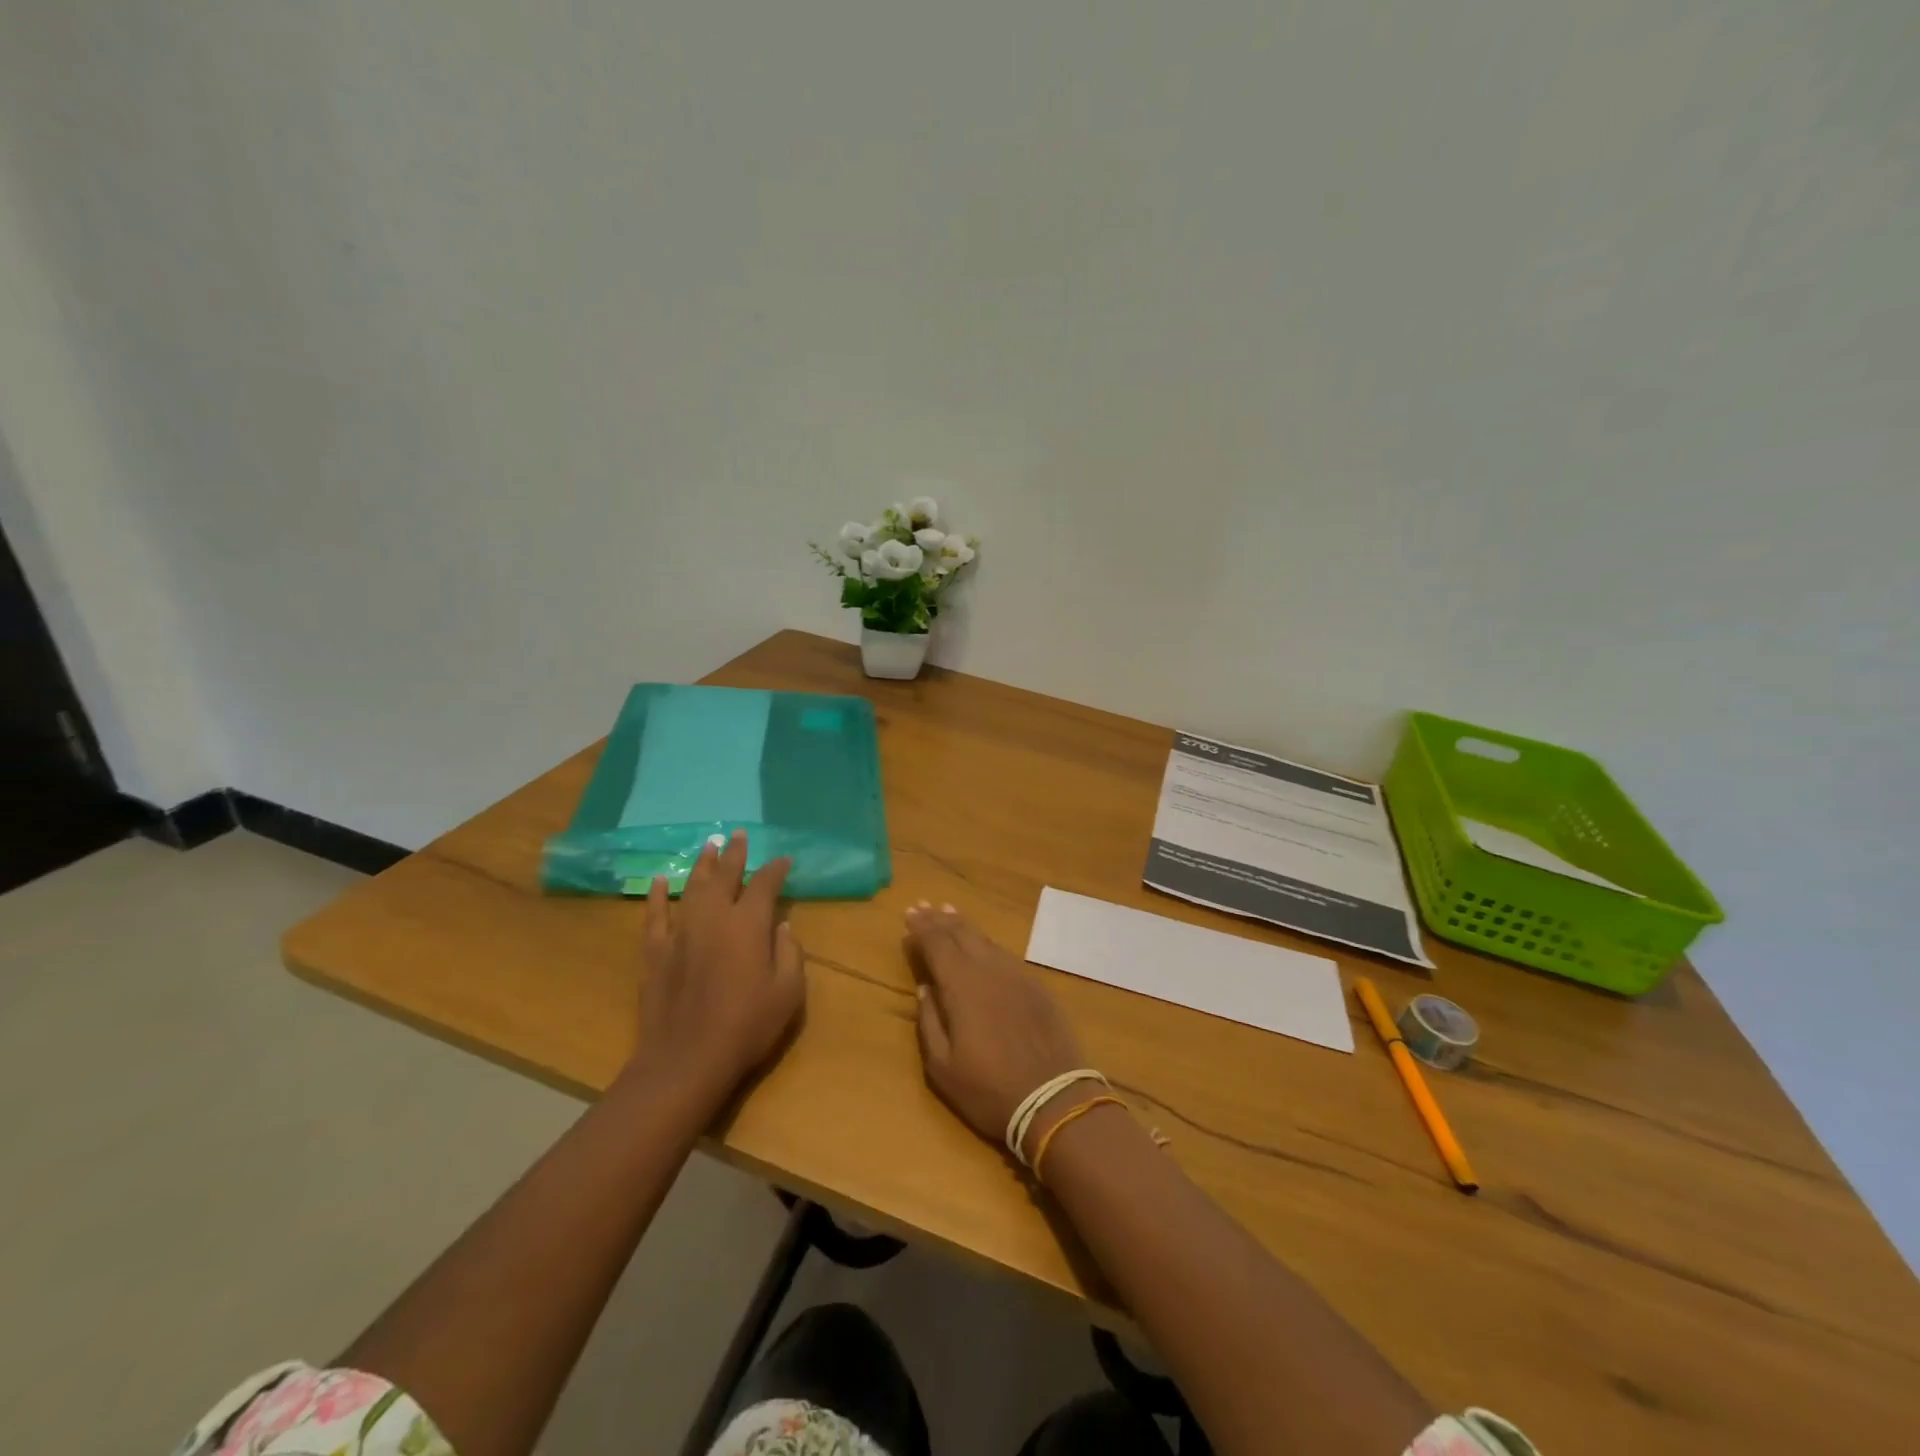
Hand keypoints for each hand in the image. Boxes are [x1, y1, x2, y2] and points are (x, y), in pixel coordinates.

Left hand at [629, 830, 804, 1105]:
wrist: (685, 1061)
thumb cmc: (746, 1027)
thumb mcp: (788, 993)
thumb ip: (790, 953)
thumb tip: (781, 926)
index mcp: (748, 925)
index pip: (764, 884)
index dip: (776, 869)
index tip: (784, 860)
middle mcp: (713, 918)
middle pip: (725, 876)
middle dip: (735, 854)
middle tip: (739, 834)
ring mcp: (680, 932)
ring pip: (692, 887)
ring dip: (702, 865)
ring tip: (709, 846)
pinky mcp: (654, 952)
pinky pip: (655, 915)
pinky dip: (658, 896)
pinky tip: (660, 881)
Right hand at [906, 902, 1087, 1157]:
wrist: (1054, 1099)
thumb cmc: (989, 1089)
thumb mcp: (943, 1067)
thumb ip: (929, 1022)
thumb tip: (925, 989)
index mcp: (961, 986)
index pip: (937, 945)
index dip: (922, 929)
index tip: (909, 915)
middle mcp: (989, 970)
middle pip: (961, 934)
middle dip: (939, 920)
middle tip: (923, 906)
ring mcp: (1017, 975)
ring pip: (985, 940)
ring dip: (963, 925)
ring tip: (949, 913)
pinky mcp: (1037, 986)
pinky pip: (1005, 954)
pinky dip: (987, 943)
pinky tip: (983, 945)